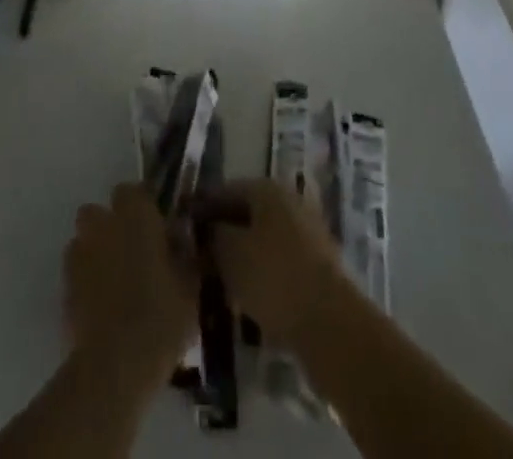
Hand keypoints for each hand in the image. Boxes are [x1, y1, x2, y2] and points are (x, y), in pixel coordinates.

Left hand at [65, 183, 197, 386]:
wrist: (115, 365)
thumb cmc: (160, 317)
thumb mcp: (190, 285)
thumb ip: (185, 254)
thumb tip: (181, 241)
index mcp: (134, 214)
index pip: (133, 191)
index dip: (144, 208)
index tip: (157, 231)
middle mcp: (102, 223)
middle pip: (100, 212)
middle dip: (112, 227)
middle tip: (135, 255)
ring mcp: (79, 253)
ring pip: (85, 240)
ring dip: (97, 252)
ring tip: (117, 284)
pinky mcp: (64, 285)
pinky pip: (77, 272)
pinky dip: (87, 281)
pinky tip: (103, 307)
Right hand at [201, 178, 349, 346]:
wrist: (330, 323)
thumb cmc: (272, 276)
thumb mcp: (229, 253)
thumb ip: (212, 235)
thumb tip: (206, 230)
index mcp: (266, 189)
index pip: (224, 190)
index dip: (201, 208)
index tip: (182, 227)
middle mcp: (289, 202)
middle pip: (246, 214)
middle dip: (223, 233)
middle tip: (198, 256)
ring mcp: (308, 234)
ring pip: (264, 240)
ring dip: (243, 256)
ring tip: (220, 281)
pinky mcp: (318, 267)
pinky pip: (280, 263)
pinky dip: (262, 274)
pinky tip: (248, 296)